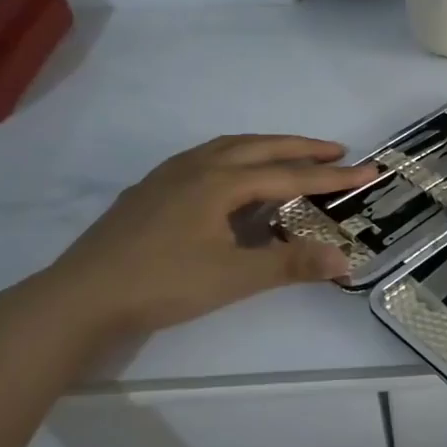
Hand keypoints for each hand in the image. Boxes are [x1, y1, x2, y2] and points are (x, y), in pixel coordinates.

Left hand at [21, 134, 377, 352]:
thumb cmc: (161, 284)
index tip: (369, 171)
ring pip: (228, 147)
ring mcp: (168, 176)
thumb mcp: (233, 278)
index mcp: (220, 182)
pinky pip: (205, 158)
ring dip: (266, 147)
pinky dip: (234, 156)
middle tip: (338, 150)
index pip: (290, 174)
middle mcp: (197, 167)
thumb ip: (290, 265)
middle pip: (261, 147)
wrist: (77, 299)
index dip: (332, 175)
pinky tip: (229, 176)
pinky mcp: (149, 191)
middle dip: (302, 147)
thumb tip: (346, 259)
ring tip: (290, 155)